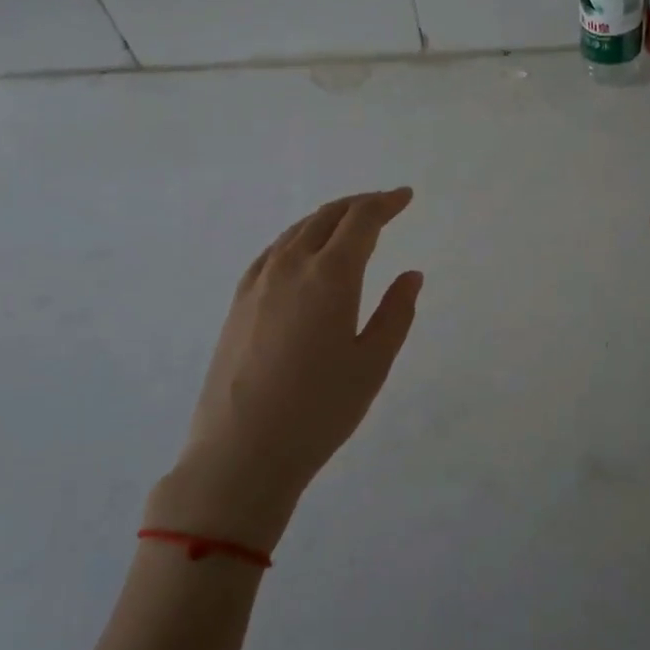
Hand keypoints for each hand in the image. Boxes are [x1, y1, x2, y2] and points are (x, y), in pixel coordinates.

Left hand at [150, 189, 422, 549]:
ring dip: (327, 218)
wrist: (240, 452)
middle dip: (359, 205)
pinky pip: (274, 251)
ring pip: (297, 230)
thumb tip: (410, 275)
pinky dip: (298, 237)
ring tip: (349, 223)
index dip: (386, 203)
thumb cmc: (319, 411)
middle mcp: (291, 266)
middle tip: (384, 204)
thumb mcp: (372, 364)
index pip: (361, 220)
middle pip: (327, 216)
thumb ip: (396, 313)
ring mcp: (258, 282)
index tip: (405, 197)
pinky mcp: (238, 302)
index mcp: (330, 276)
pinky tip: (303, 252)